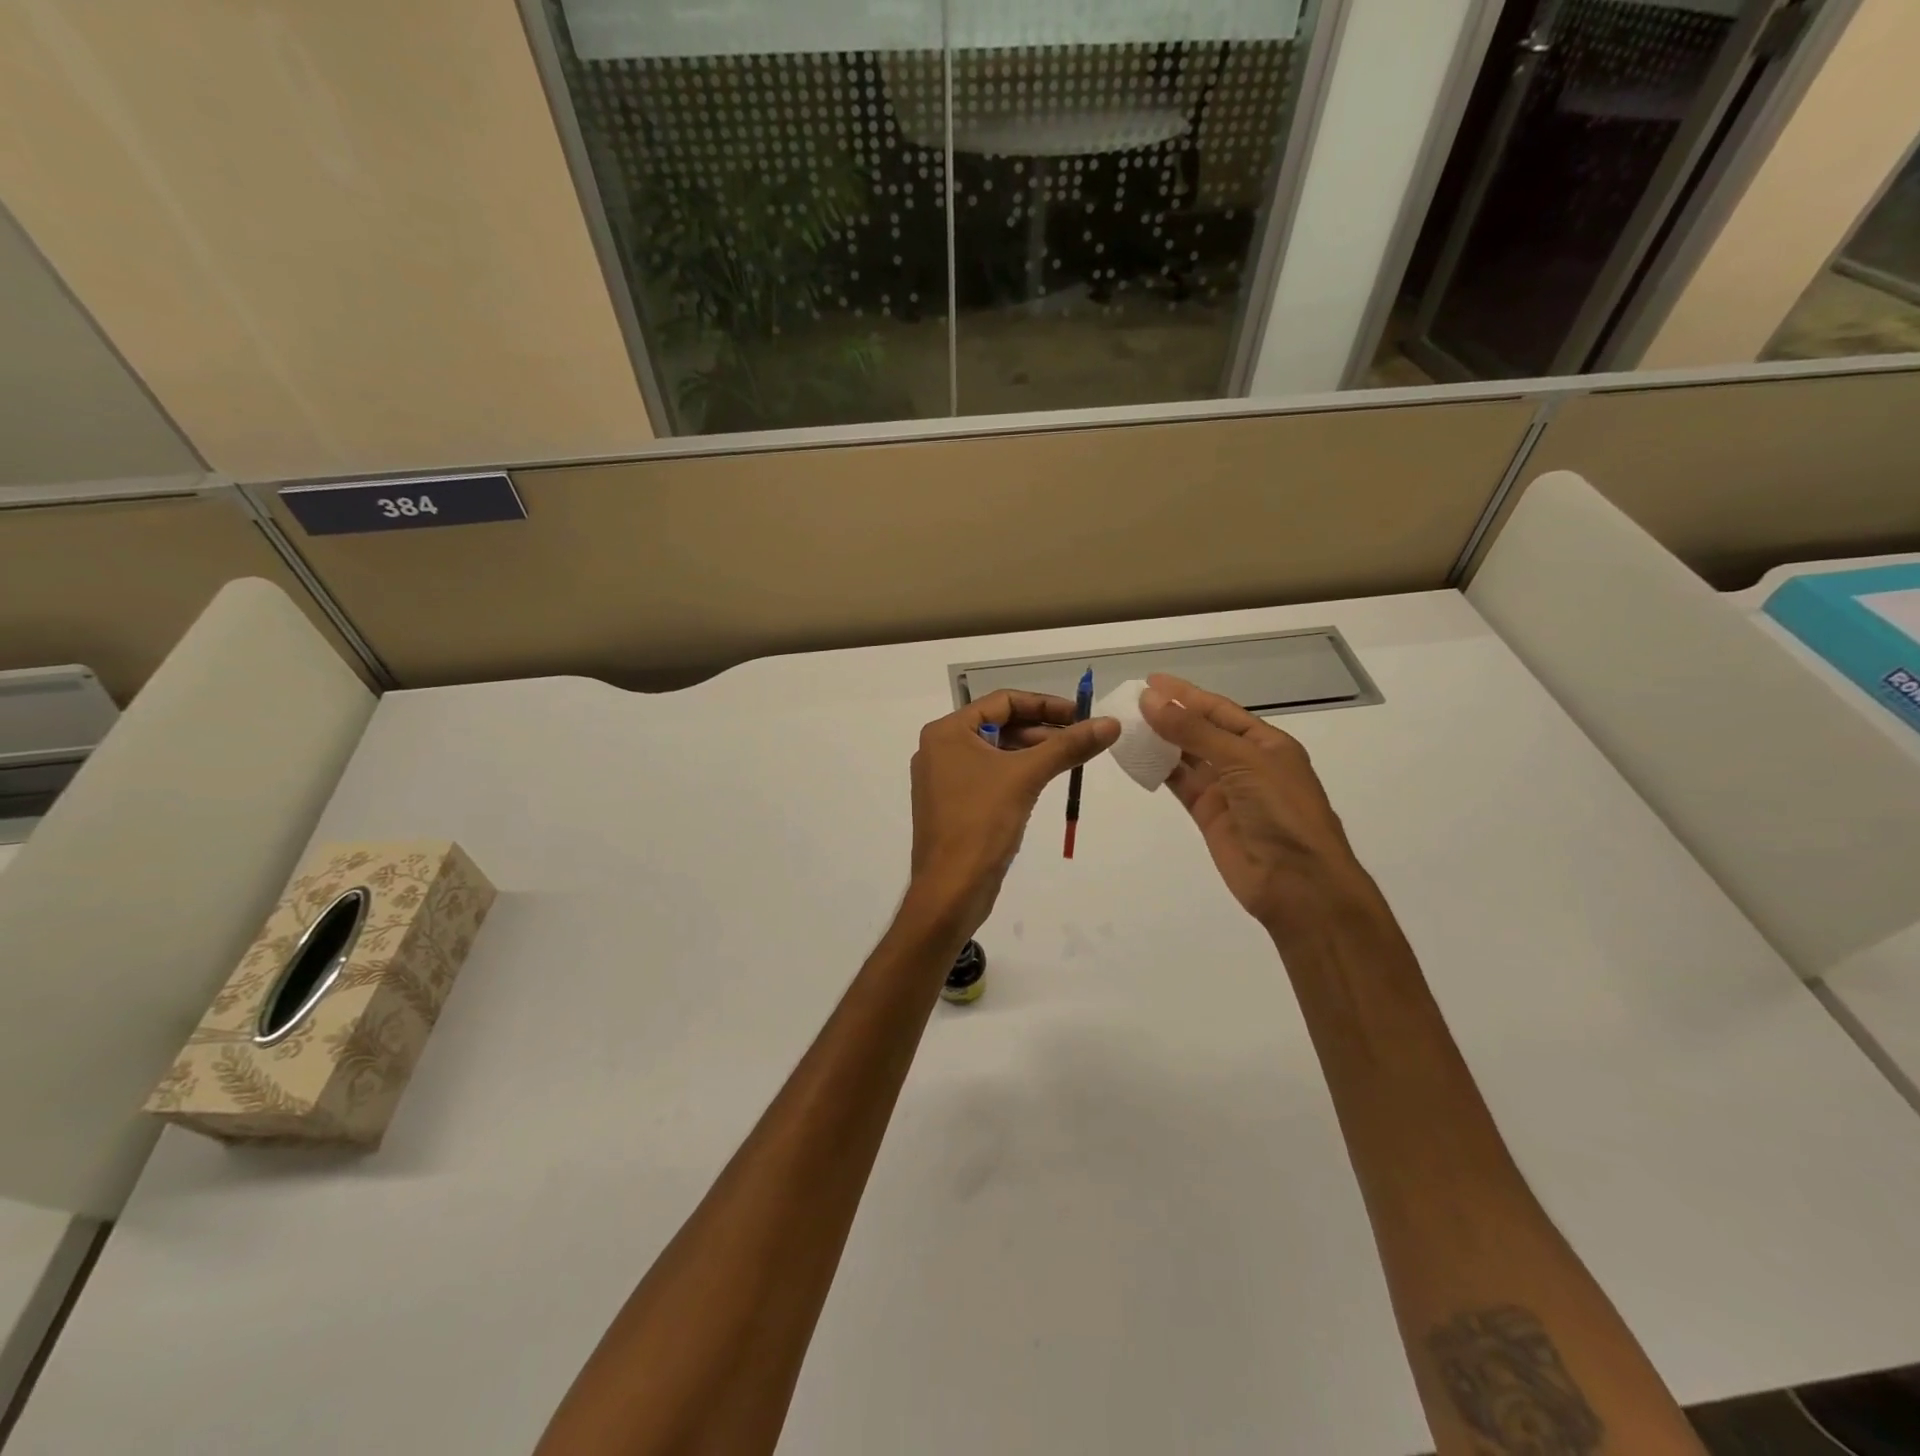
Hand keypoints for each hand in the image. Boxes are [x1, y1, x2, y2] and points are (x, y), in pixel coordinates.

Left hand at [906, 690, 1118, 939]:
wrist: (950, 890)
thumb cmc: (981, 823)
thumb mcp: (1026, 777)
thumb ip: (1068, 746)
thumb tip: (1111, 723)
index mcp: (947, 732)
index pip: (1003, 701)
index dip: (1045, 704)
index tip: (1081, 715)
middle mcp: (941, 749)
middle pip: (1000, 725)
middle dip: (1043, 729)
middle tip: (1083, 737)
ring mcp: (945, 779)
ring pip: (997, 753)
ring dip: (1033, 751)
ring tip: (1073, 758)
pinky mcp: (955, 805)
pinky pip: (991, 776)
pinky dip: (1018, 773)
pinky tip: (1046, 780)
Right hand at [1139, 674, 1370, 932]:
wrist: (1297, 883)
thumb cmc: (1281, 811)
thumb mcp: (1242, 761)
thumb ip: (1193, 731)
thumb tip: (1150, 700)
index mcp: (1266, 743)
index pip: (1219, 710)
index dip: (1185, 695)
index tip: (1150, 681)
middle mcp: (1246, 763)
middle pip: (1200, 731)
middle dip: (1169, 715)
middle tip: (1130, 702)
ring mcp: (1226, 791)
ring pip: (1186, 757)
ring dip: (1159, 741)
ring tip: (1125, 725)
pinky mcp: (1208, 816)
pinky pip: (1179, 784)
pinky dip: (1158, 770)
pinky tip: (1135, 757)